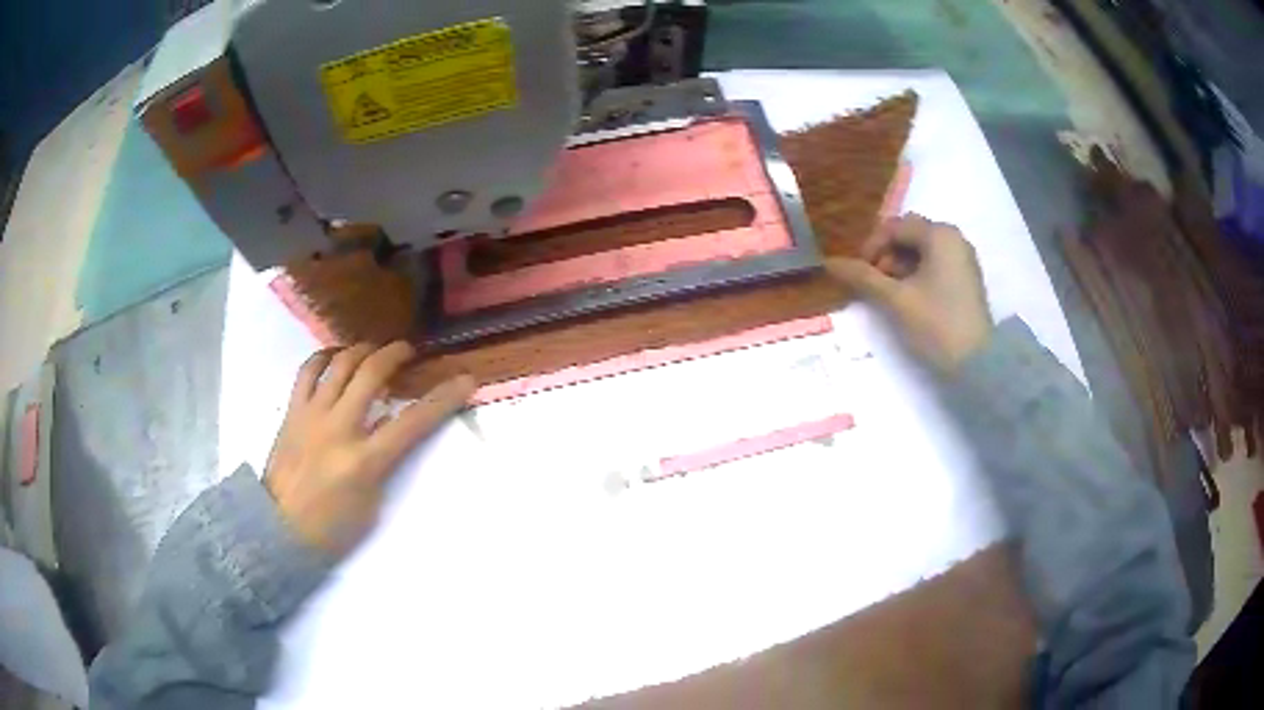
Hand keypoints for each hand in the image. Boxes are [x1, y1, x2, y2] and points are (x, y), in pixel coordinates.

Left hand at [264, 342, 475, 556]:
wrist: (279, 529)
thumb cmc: (332, 529)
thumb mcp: (371, 504)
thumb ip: (382, 462)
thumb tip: (386, 428)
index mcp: (364, 461)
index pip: (413, 422)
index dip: (443, 398)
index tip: (464, 379)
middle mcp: (339, 429)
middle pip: (371, 374)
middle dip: (395, 354)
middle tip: (407, 351)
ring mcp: (312, 415)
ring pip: (340, 364)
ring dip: (362, 350)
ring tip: (373, 350)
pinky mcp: (292, 412)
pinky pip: (308, 371)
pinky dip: (324, 357)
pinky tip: (335, 357)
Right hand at [827, 214, 992, 373]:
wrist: (978, 364)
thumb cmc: (936, 325)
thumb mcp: (895, 300)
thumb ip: (863, 278)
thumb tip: (829, 263)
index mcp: (939, 234)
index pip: (894, 226)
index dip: (871, 247)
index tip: (859, 275)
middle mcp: (953, 238)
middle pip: (909, 235)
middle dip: (886, 256)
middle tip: (874, 286)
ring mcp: (963, 258)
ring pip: (922, 251)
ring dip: (900, 267)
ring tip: (890, 295)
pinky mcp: (967, 279)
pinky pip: (936, 264)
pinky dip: (918, 275)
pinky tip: (910, 299)